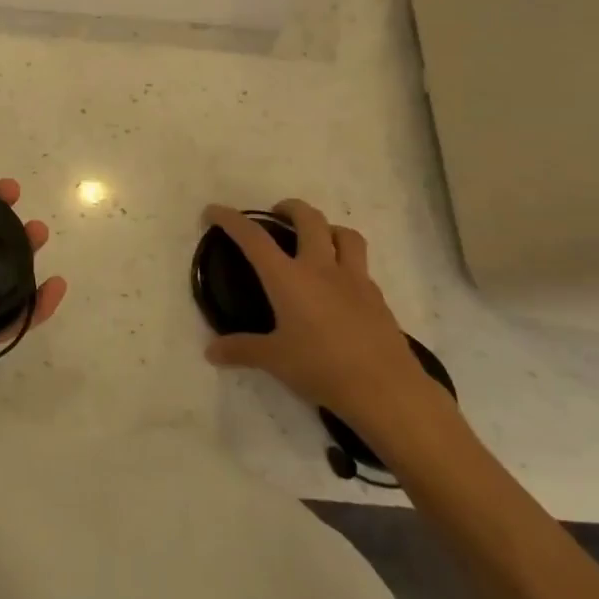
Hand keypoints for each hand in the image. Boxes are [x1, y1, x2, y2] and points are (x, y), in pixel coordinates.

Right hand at [202, 198, 445, 435]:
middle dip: (290, 208)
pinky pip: (362, 266)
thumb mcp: (274, 360)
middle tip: (277, 215)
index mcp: (288, 278)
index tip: (214, 211)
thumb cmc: (322, 368)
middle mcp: (321, 269)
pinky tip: (339, 285)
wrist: (387, 390)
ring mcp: (355, 280)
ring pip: (346, 235)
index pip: (253, 238)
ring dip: (328, 228)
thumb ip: (242, 349)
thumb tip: (211, 352)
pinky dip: (347, 263)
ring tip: (316, 239)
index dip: (231, 220)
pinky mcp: (378, 298)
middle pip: (310, 220)